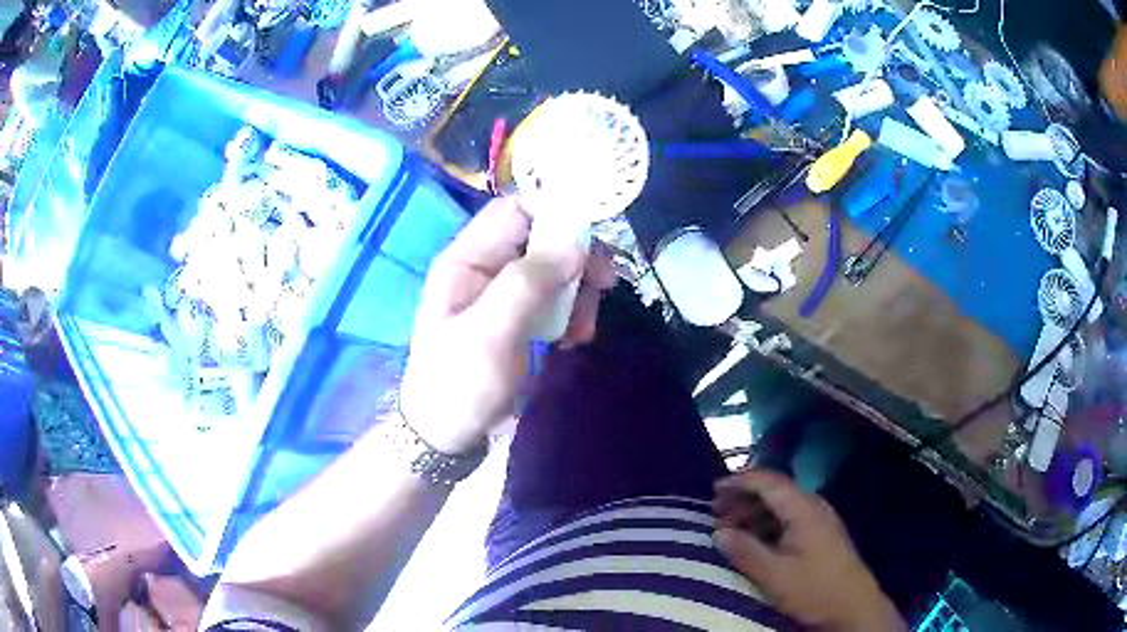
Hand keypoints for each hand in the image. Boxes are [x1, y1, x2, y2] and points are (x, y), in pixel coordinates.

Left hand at [399, 196, 615, 453]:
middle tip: (603, 286)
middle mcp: (486, 268)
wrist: (447, 436)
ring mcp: (503, 294)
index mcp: (467, 260)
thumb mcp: (489, 335)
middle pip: (543, 238)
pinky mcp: (520, 318)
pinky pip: (556, 299)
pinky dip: (574, 313)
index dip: (555, 213)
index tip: (593, 239)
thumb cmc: (459, 385)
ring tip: (583, 330)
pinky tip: (575, 339)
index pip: (515, 210)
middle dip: (576, 259)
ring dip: (579, 292)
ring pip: (556, 269)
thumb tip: (576, 244)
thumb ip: (527, 284)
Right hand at [713, 470, 904, 631]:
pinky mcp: (820, 535)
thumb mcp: (775, 575)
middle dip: (744, 497)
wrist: (853, 606)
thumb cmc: (814, 589)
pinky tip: (754, 540)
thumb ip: (746, 551)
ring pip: (781, 506)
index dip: (740, 481)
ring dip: (754, 512)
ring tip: (730, 527)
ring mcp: (819, 520)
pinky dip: (766, 524)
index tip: (714, 489)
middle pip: (775, 491)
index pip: (769, 482)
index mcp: (804, 509)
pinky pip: (788, 518)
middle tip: (716, 512)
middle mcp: (813, 506)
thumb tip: (718, 532)